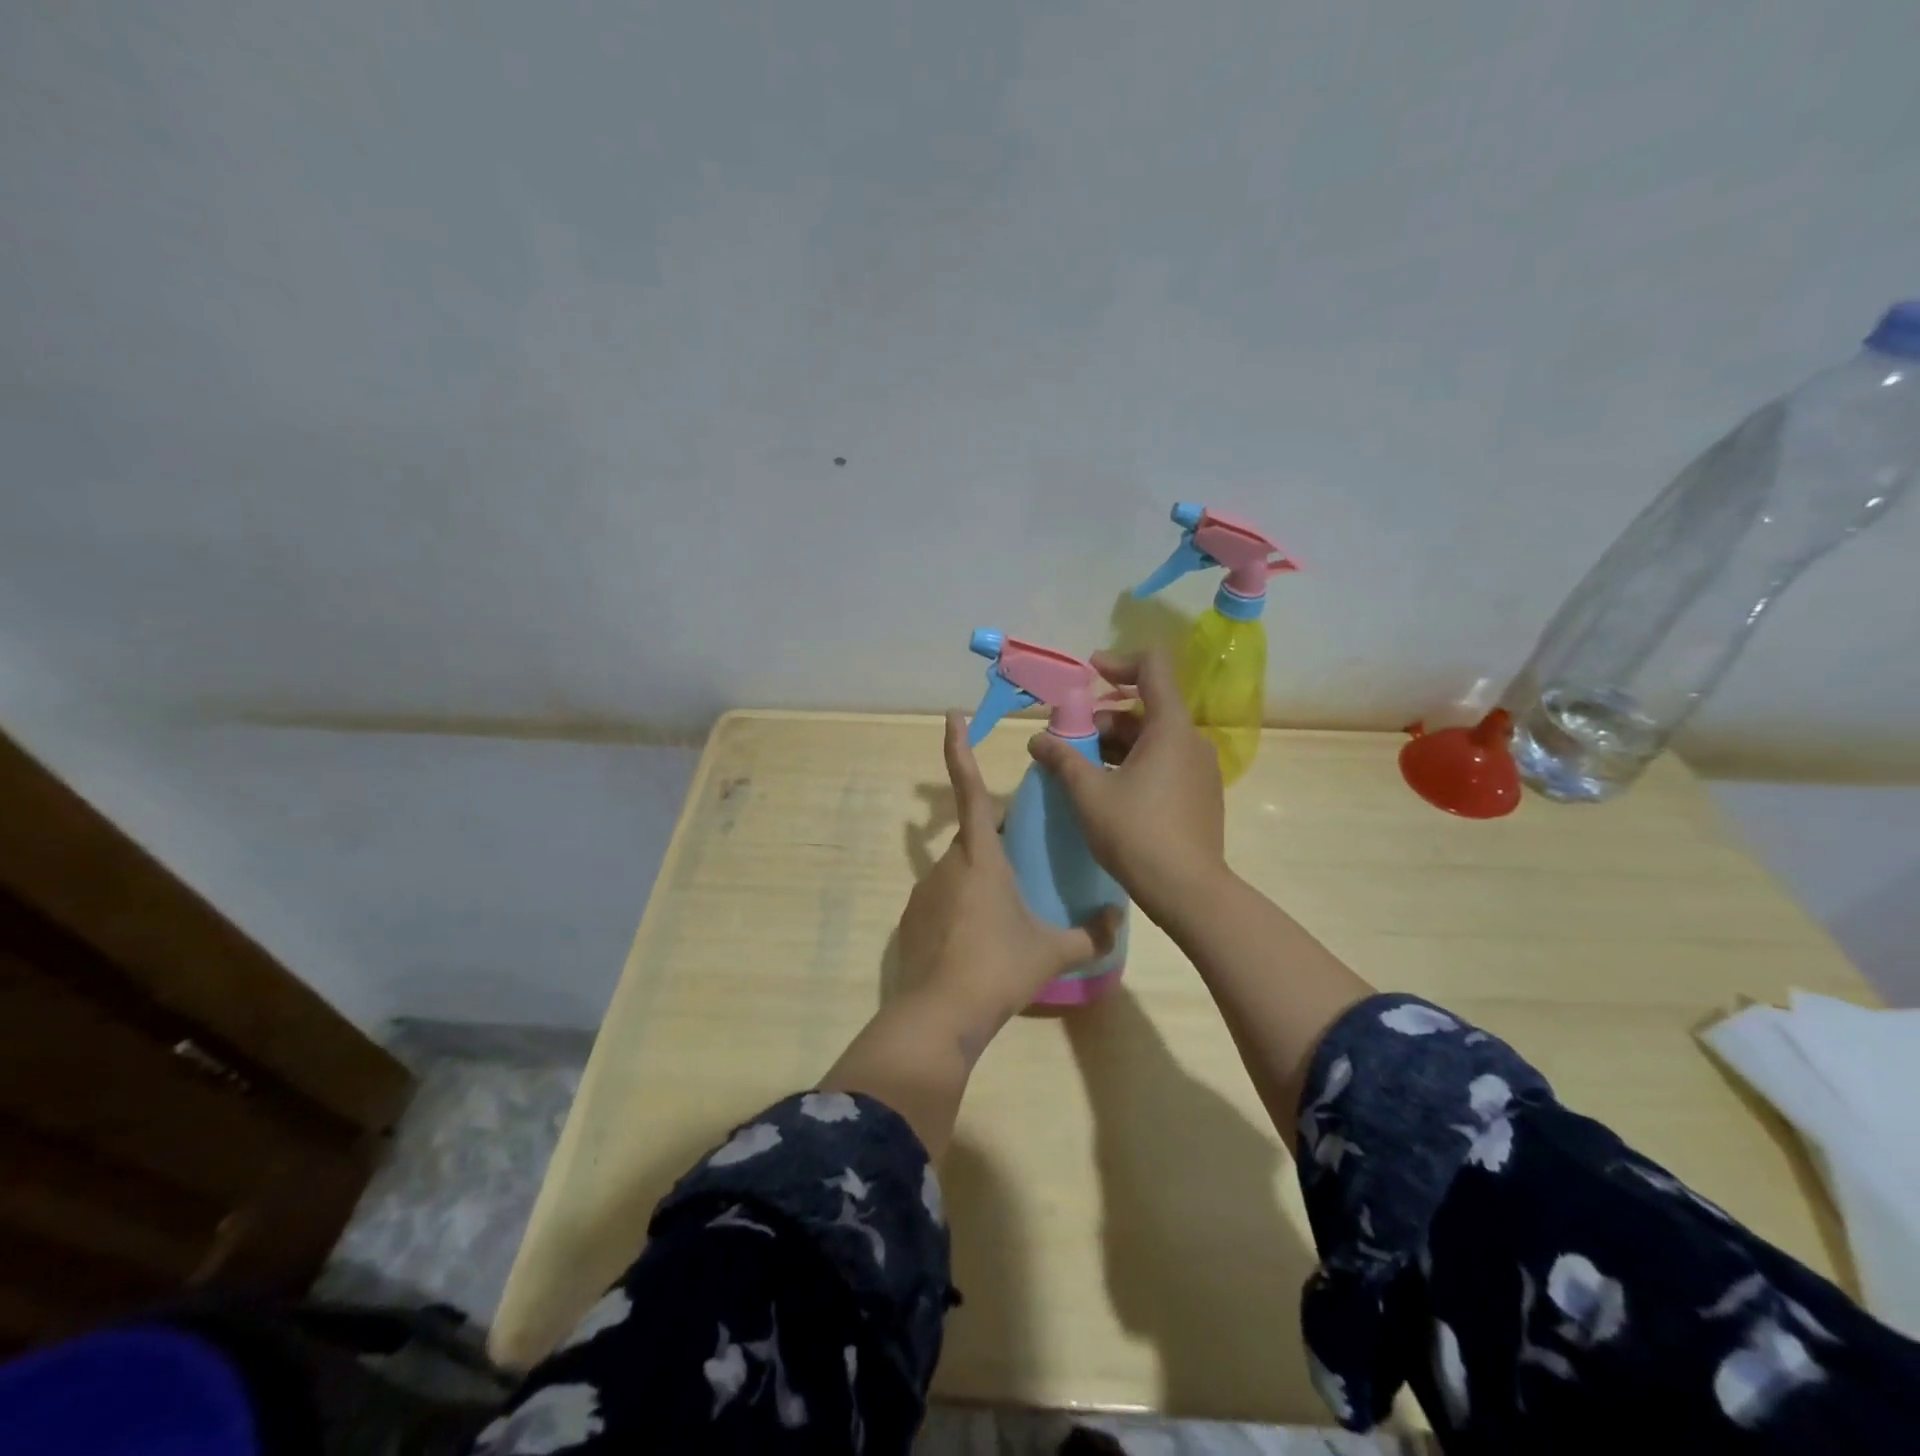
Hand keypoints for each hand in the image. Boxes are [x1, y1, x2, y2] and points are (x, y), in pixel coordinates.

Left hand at [896, 713, 1120, 1039]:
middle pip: (972, 836)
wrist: (940, 1014)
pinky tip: (979, 941)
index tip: (951, 717)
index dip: (959, 750)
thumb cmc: (999, 968)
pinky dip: (962, 908)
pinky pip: (943, 900)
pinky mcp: (912, 919)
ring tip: (1005, 914)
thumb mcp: (1052, 951)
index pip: (969, 790)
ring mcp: (924, 891)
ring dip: (981, 879)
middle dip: (995, 839)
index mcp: (981, 856)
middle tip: (1024, 861)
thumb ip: (1091, 933)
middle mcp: (948, 864)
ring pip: (958, 870)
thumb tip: (1119, 919)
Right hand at [1026, 650, 1227, 929]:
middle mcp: (1191, 740)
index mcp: (1170, 728)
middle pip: (1146, 708)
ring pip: (1152, 739)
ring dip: (1115, 743)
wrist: (1188, 891)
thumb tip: (1036, 740)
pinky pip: (1163, 762)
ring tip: (1080, 767)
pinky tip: (1107, 789)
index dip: (1118, 662)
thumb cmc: (1136, 833)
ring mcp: (1199, 769)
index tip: (1088, 674)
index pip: (1152, 667)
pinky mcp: (1199, 794)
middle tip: (1069, 739)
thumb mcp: (1089, 793)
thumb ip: (1062, 758)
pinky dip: (1133, 763)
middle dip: (1104, 717)